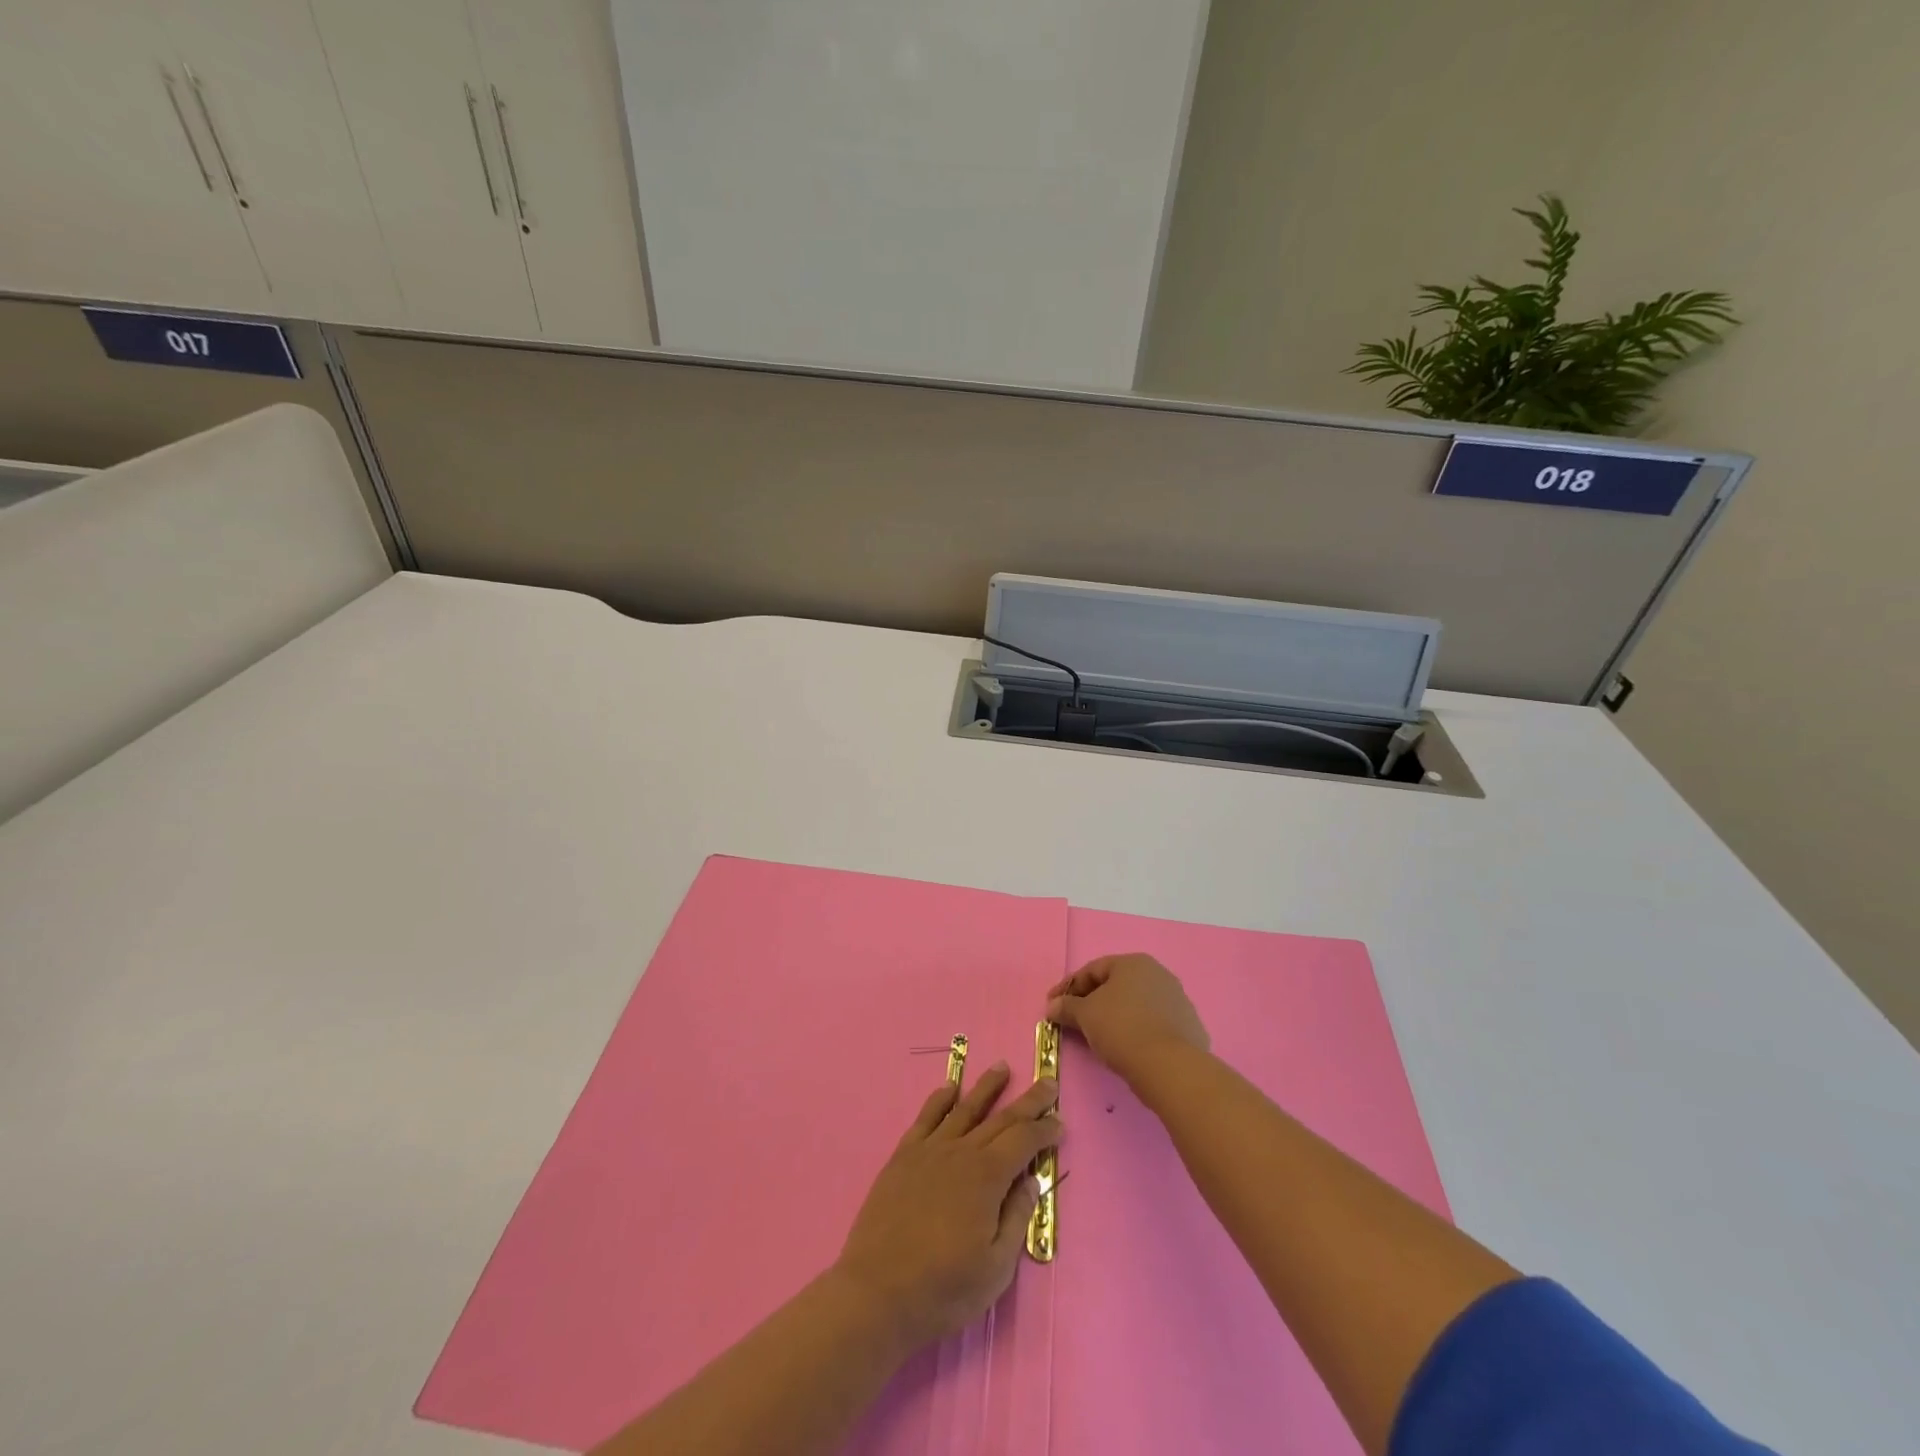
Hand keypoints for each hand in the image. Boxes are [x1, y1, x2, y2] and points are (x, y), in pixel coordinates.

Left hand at [832, 1065, 1060, 1351]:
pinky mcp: (903, 1156)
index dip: (1044, 1131)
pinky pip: (925, 1118)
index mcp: (987, 1177)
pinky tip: (949, 1088)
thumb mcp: (995, 1268)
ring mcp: (930, 1151)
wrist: (877, 1292)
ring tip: (1001, 1067)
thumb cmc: (943, 1288)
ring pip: (964, 1109)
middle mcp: (961, 1152)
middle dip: (1027, 1101)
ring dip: (986, 1087)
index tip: (1060, 1123)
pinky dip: (939, 1099)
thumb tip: (1032, 1180)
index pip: (1023, 1141)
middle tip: (1047, 1082)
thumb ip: (1016, 1218)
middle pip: (1000, 1118)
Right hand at [1047, 953, 1209, 1084]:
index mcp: (1133, 963)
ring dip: (1115, 1016)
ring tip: (1100, 1037)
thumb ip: (1066, 1006)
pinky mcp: (1189, 1026)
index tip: (1052, 1005)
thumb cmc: (1122, 1029)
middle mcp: (1158, 974)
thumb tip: (1052, 1006)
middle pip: (1116, 985)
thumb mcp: (1085, 1015)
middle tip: (1074, 1020)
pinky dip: (1137, 1031)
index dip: (1068, 987)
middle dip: (1092, 1001)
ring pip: (1136, 1005)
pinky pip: (1154, 1024)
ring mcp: (1178, 999)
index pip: (1092, 970)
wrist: (1170, 1067)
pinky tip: (1128, 1047)